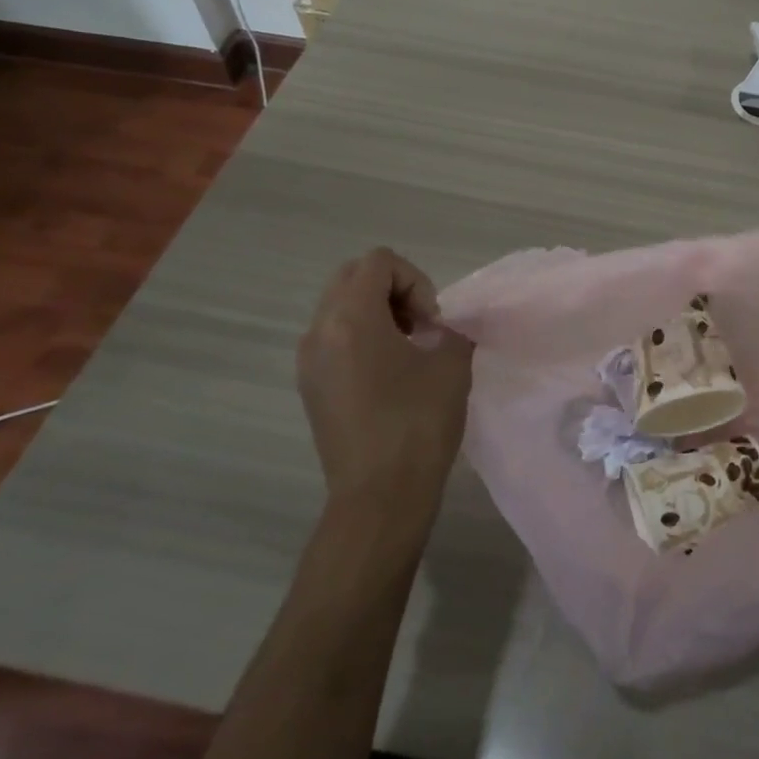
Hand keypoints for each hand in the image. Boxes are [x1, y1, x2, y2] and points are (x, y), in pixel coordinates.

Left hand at [296, 248, 473, 506]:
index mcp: (351, 318)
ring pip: (340, 307)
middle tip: (420, 326)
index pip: (379, 262)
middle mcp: (319, 331)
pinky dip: (361, 337)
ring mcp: (308, 360)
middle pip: (353, 277)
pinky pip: (333, 337)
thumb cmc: (417, 424)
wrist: (380, 496)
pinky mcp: (310, 386)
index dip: (416, 280)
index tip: (431, 323)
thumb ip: (450, 331)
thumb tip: (442, 330)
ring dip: (377, 313)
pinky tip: (388, 374)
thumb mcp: (450, 365)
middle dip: (393, 290)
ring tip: (407, 350)